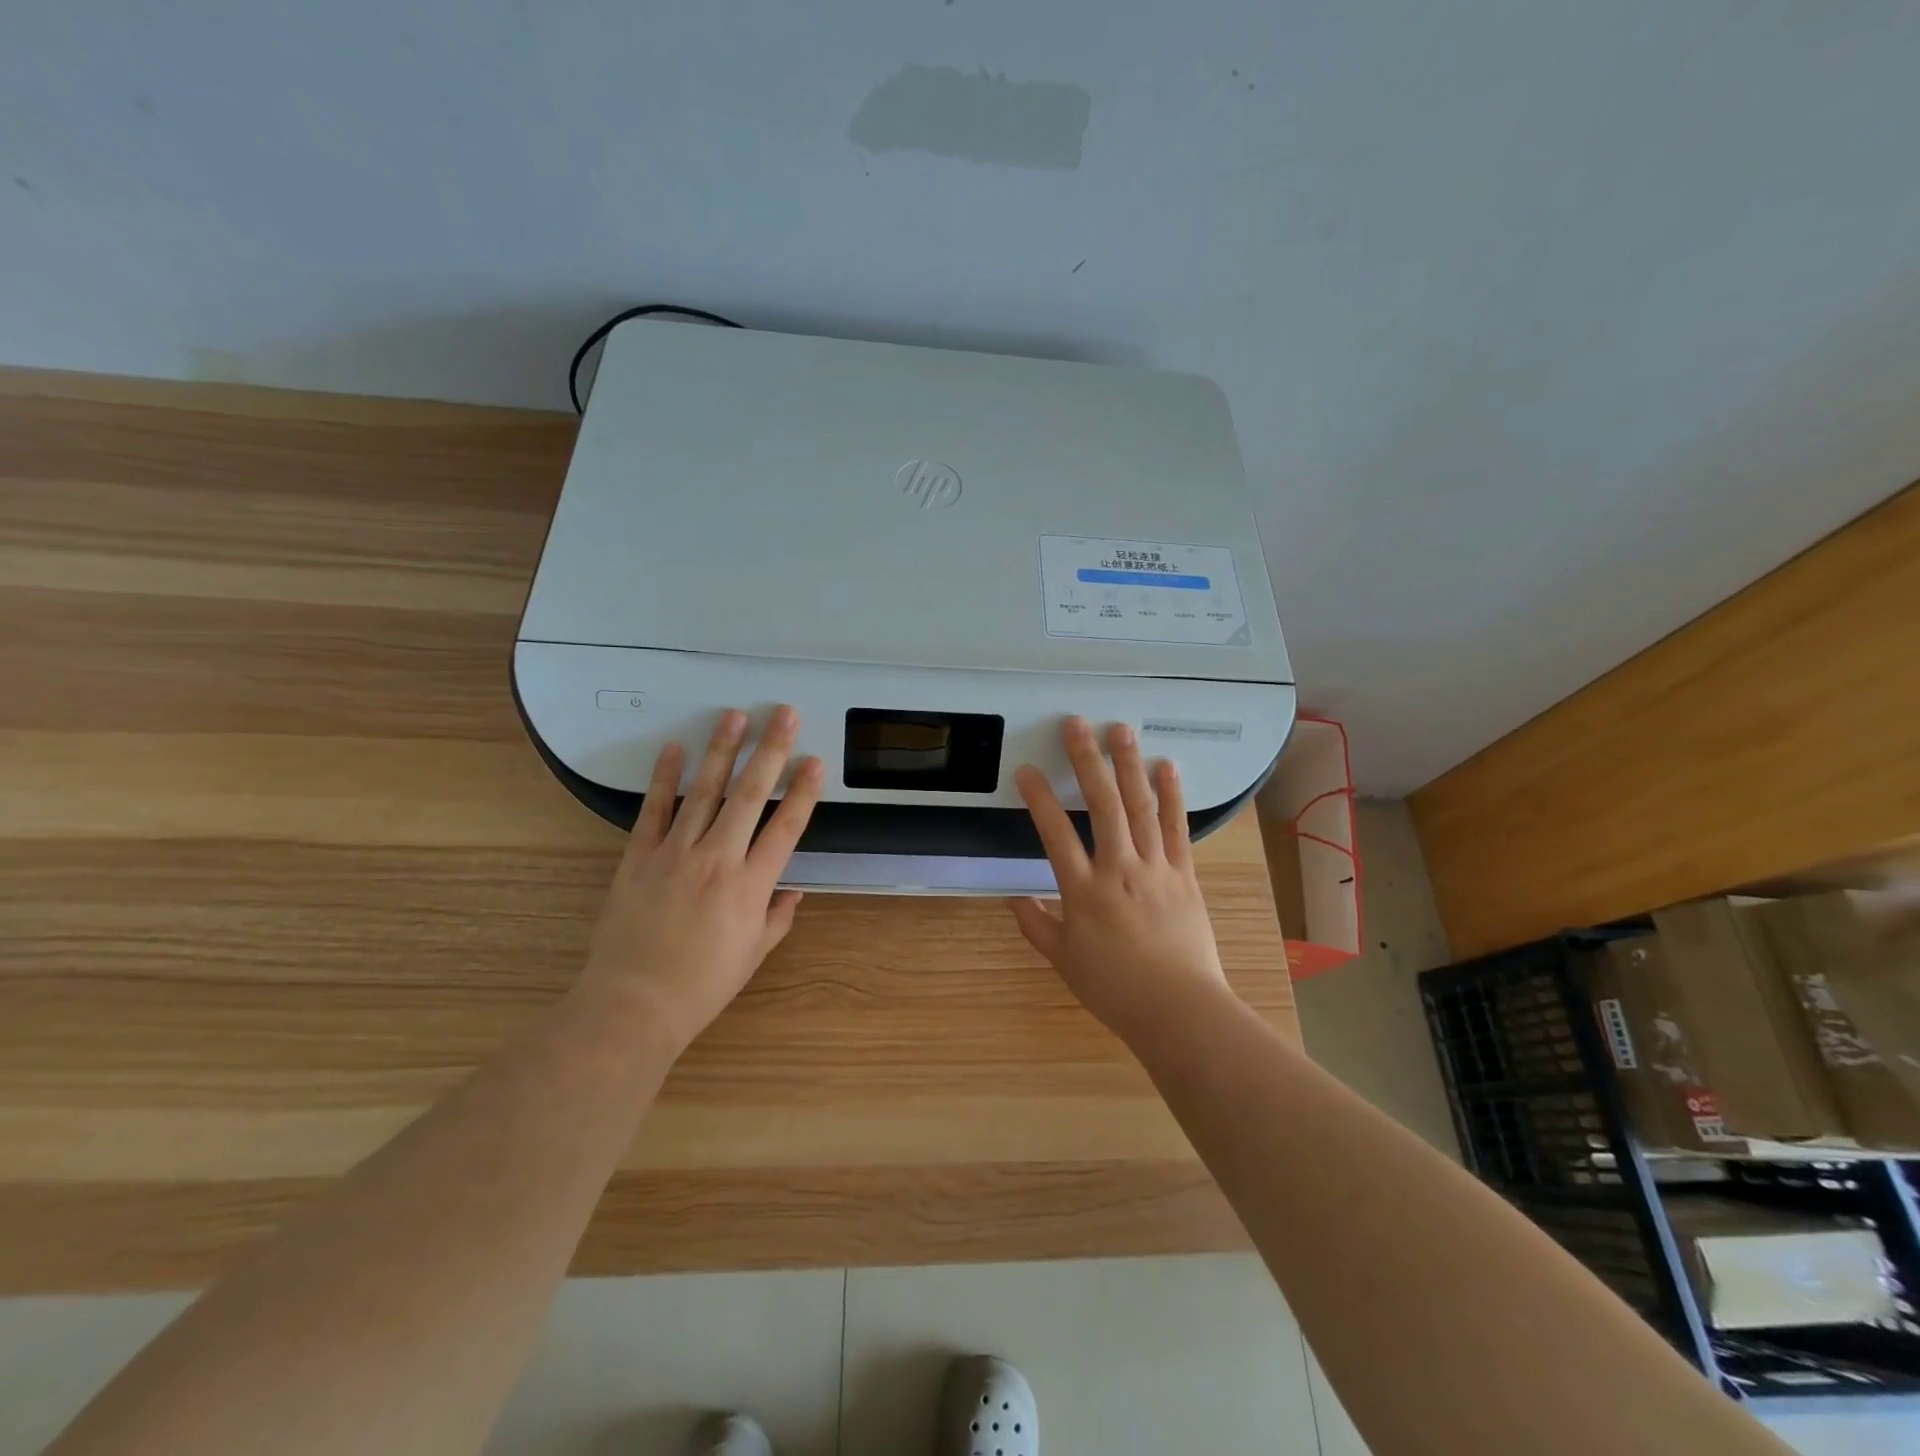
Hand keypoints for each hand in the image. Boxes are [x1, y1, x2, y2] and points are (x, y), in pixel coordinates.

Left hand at [581, 705, 823, 1053]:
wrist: (634, 1004)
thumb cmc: (702, 985)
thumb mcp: (753, 954)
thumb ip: (777, 917)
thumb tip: (794, 890)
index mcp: (751, 886)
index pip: (786, 827)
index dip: (803, 791)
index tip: (814, 761)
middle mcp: (717, 859)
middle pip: (749, 795)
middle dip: (769, 751)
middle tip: (782, 715)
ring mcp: (675, 853)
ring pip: (704, 791)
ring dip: (721, 750)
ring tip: (734, 716)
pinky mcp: (638, 856)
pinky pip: (654, 809)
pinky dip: (664, 777)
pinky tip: (673, 747)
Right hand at [1009, 717, 1232, 1042]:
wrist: (1178, 1010)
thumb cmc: (1115, 989)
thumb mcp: (1064, 961)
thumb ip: (1036, 925)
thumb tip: (1013, 899)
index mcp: (1084, 892)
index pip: (1056, 835)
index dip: (1039, 799)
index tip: (1028, 770)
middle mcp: (1119, 870)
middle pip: (1103, 806)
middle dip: (1088, 762)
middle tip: (1077, 725)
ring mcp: (1156, 869)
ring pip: (1141, 808)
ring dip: (1129, 766)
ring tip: (1120, 731)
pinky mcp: (1184, 875)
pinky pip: (1177, 829)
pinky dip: (1172, 796)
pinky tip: (1167, 767)